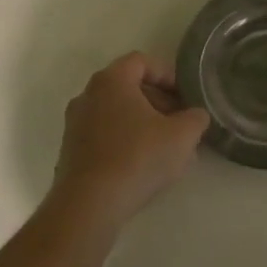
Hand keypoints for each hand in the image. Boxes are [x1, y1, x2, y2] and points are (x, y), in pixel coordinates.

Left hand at [50, 52, 209, 226]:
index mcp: (111, 80)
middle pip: (129, 87)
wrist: (89, 205)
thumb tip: (196, 115)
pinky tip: (143, 166)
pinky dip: (125, 141)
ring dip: (143, 124)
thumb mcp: (182, 136)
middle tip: (179, 122)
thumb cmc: (137, 158)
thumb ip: (195, 118)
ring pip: (117, 113)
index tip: (185, 96)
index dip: (167, 75)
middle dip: (158, 102)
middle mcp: (88, 95)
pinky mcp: (71, 151)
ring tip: (166, 148)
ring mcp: (75, 124)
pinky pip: (104, 135)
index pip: (142, 61)